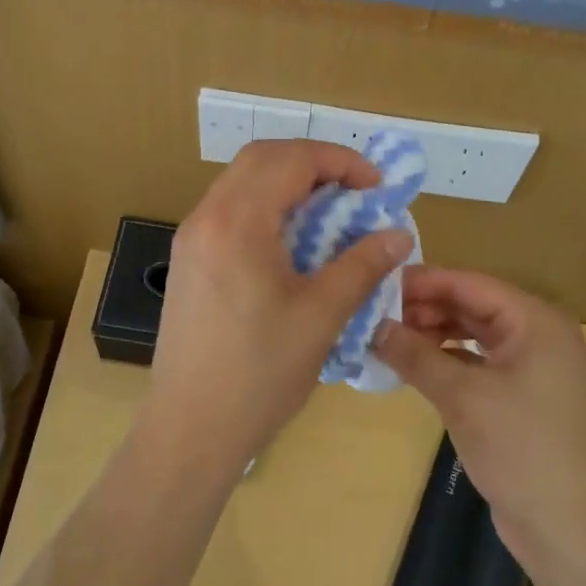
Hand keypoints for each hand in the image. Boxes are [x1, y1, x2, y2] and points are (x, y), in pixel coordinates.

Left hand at [146, 141, 413, 470]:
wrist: (190, 427)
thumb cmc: (260, 373)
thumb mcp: (321, 316)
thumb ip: (362, 265)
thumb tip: (398, 235)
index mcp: (237, 221)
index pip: (290, 159)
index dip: (339, 161)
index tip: (376, 186)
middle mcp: (206, 216)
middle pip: (261, 158)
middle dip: (312, 164)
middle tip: (353, 192)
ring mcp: (190, 238)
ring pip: (241, 182)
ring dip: (287, 184)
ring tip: (328, 216)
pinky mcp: (187, 261)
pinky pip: (229, 211)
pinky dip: (265, 209)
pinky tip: (291, 245)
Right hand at [373, 268, 585, 567]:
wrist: (572, 530)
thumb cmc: (522, 449)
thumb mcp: (461, 396)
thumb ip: (414, 354)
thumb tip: (372, 325)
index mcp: (535, 320)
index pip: (468, 283)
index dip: (421, 282)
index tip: (374, 284)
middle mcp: (538, 334)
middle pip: (471, 305)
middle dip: (424, 307)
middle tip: (374, 314)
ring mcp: (533, 366)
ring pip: (473, 334)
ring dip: (433, 333)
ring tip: (387, 338)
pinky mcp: (524, 396)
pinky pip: (479, 362)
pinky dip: (447, 360)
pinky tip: (414, 366)